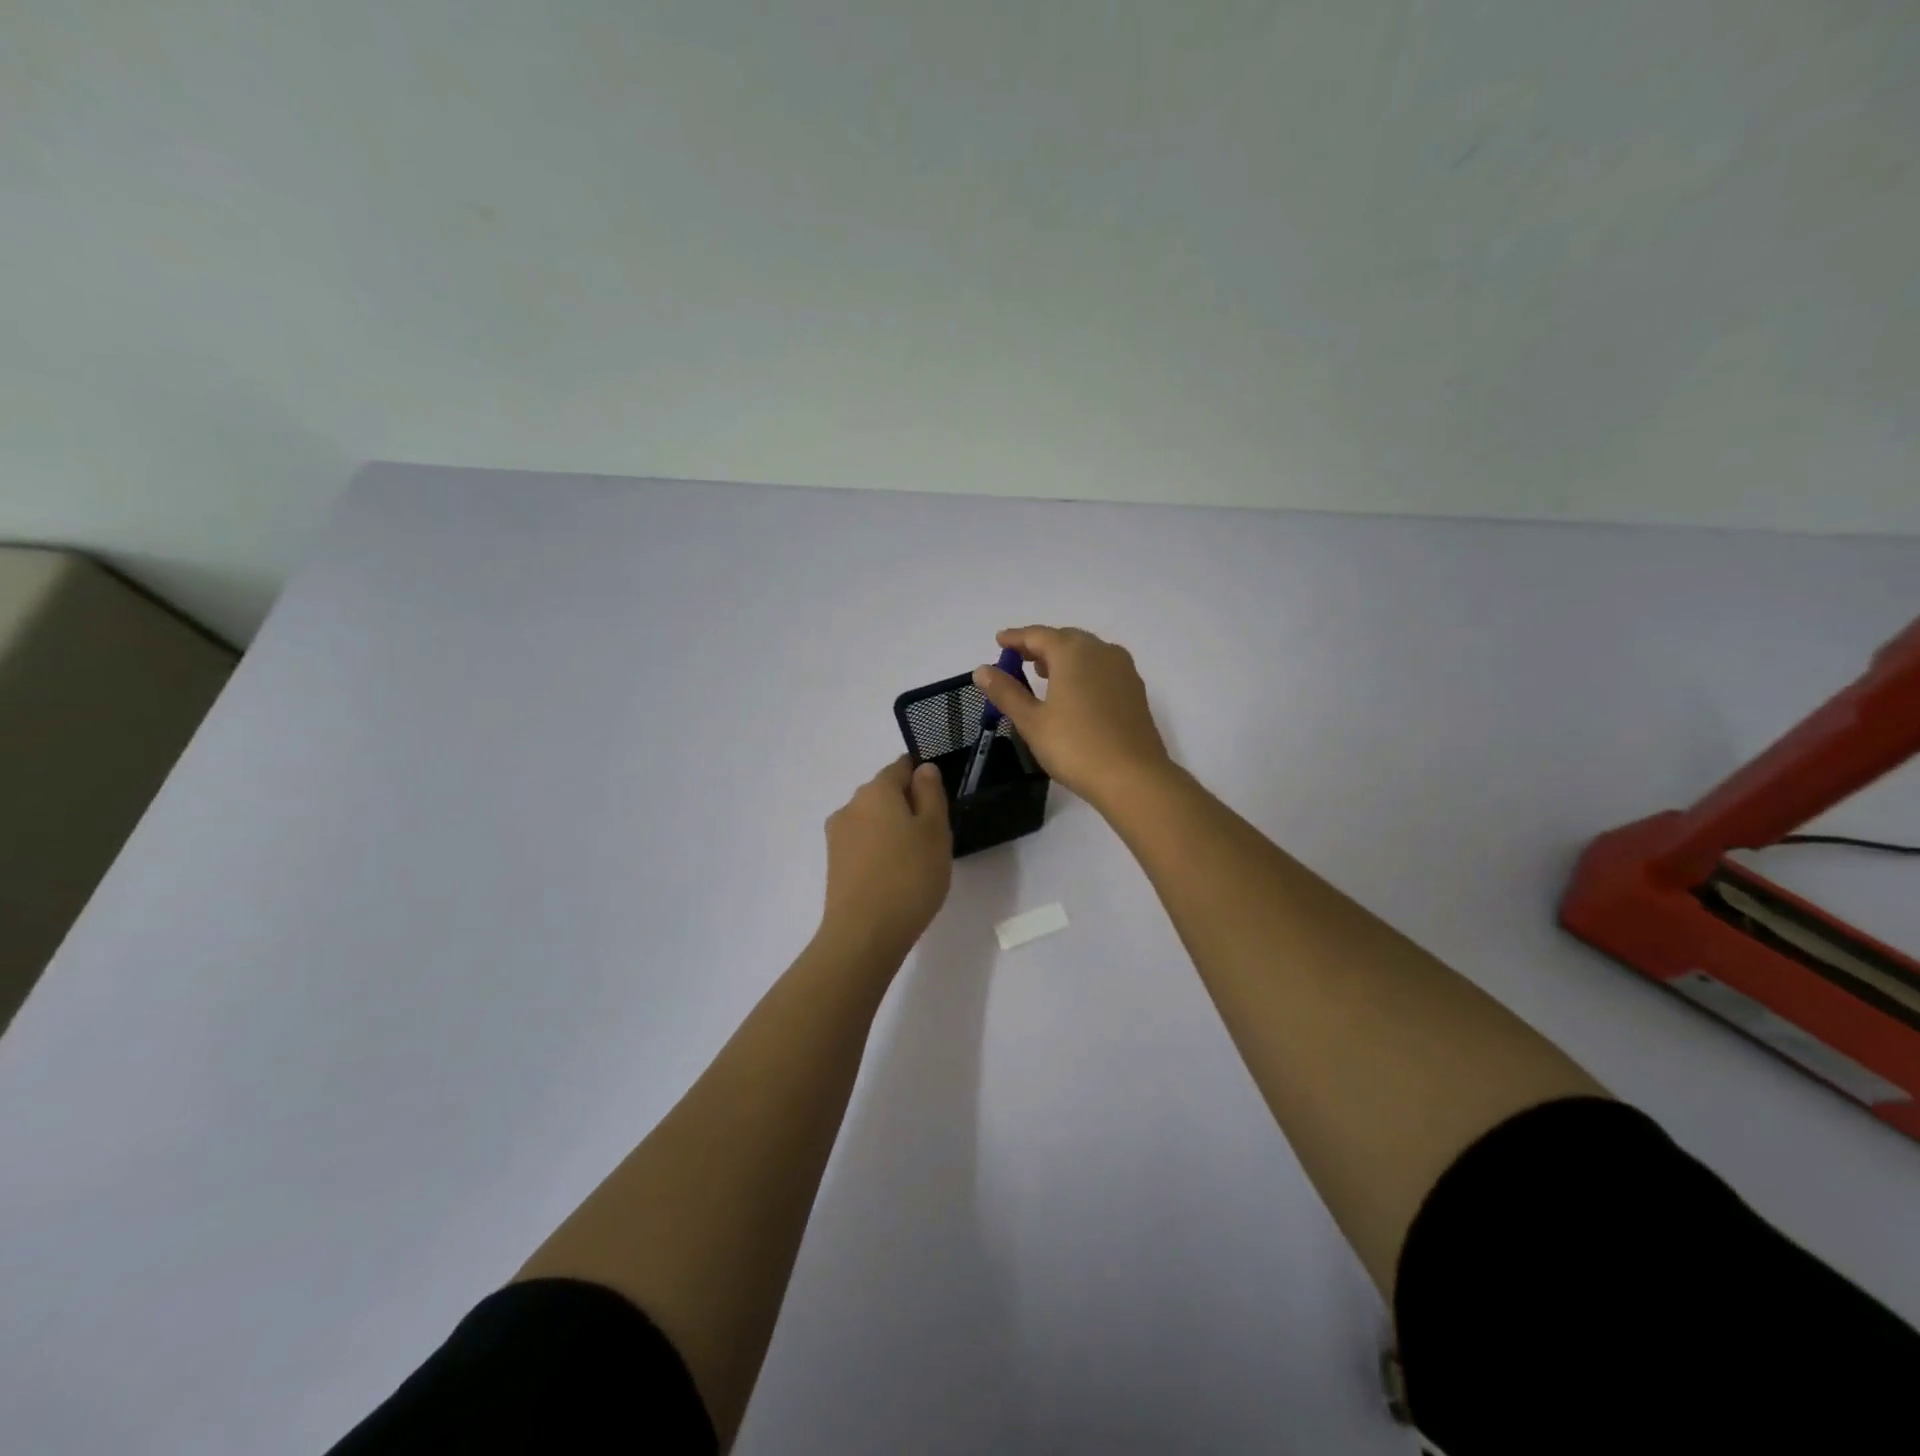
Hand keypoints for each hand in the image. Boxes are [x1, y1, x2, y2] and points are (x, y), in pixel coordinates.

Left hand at [819, 757, 952, 959]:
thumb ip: (930, 794)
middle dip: (908, 805)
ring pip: (873, 820)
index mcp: (876, 790)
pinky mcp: (834, 864)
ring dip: (893, 830)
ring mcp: (838, 836)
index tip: (940, 801)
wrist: (864, 934)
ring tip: (916, 860)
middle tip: (934, 835)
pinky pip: (863, 844)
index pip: (901, 767)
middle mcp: (851, 805)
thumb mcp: (935, 830)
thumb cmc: (909, 876)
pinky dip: (880, 851)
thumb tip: (923, 769)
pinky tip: (895, 875)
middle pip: (885, 793)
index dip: (922, 777)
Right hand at [973, 625, 1172, 810]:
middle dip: (1039, 645)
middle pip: (1065, 639)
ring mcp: (1123, 670)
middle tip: (1017, 657)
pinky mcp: (1135, 690)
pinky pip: (1102, 668)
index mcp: (1073, 652)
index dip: (1015, 637)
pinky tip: (1074, 691)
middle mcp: (1101, 651)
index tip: (999, 640)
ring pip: (1087, 652)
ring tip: (1042, 672)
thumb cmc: (1075, 746)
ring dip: (1063, 657)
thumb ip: (1006, 692)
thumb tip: (982, 669)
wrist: (1133, 777)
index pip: (1038, 635)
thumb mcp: (1032, 721)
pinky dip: (1082, 670)